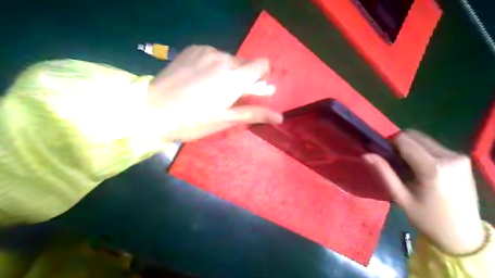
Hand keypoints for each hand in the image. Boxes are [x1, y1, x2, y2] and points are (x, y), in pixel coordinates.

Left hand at [145, 44, 282, 141]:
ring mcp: (207, 51)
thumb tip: (280, 117)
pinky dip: (213, 65)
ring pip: (229, 59)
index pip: (262, 64)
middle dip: (243, 77)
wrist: (152, 109)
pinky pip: (213, 54)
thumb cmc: (193, 120)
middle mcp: (224, 58)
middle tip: (227, 95)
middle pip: (245, 63)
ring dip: (227, 71)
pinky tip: (199, 78)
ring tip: (210, 88)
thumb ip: (254, 113)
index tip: (252, 89)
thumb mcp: (226, 119)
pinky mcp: (193, 49)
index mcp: (235, 77)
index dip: (261, 76)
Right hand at [363, 129, 483, 253]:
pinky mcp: (463, 159)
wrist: (462, 234)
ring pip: (423, 139)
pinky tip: (421, 168)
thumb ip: (383, 172)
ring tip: (408, 167)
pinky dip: (421, 151)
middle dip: (399, 144)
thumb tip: (365, 154)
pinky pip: (433, 145)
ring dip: (410, 147)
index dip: (389, 144)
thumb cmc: (427, 218)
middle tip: (394, 163)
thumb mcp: (400, 197)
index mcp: (433, 167)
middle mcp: (449, 156)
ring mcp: (459, 156)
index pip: (404, 139)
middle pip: (414, 135)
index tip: (384, 157)